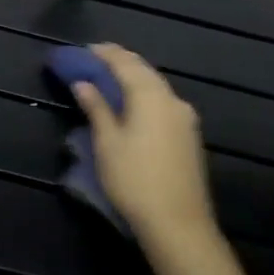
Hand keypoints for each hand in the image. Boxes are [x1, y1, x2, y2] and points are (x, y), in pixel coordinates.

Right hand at [71, 43, 216, 244]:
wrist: (179, 225)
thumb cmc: (135, 180)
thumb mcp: (107, 143)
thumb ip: (96, 108)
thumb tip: (83, 83)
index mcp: (150, 95)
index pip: (125, 62)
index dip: (104, 53)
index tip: (85, 49)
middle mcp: (172, 99)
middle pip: (143, 70)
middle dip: (120, 62)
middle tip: (96, 61)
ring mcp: (185, 118)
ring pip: (156, 86)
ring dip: (134, 78)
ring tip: (111, 80)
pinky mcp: (189, 136)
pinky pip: (163, 102)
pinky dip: (145, 94)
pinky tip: (133, 104)